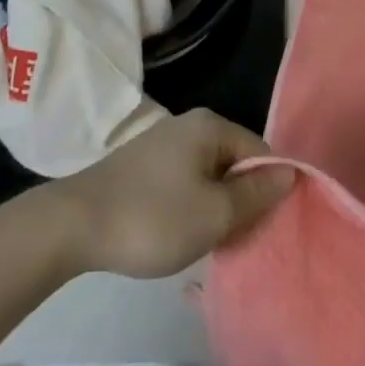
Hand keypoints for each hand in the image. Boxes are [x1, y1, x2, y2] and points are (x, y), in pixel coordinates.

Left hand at [50, 110, 294, 278]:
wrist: (74, 225)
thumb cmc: (153, 218)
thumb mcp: (214, 214)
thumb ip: (256, 194)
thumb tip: (290, 173)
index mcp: (211, 126)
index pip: (260, 152)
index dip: (268, 190)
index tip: (262, 228)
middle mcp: (189, 124)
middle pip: (235, 162)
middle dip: (240, 200)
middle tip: (234, 239)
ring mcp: (163, 142)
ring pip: (209, 175)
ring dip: (215, 206)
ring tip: (207, 241)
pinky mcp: (143, 164)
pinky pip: (185, 180)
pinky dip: (190, 205)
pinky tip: (179, 232)